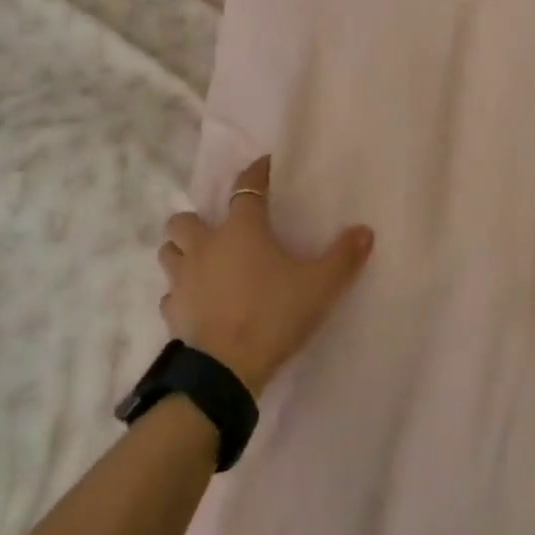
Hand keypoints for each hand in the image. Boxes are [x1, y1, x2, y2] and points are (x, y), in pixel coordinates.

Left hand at [159, 156, 375, 394]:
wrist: (227, 368)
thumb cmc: (274, 315)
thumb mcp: (320, 286)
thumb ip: (343, 257)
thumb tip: (364, 231)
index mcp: (241, 230)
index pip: (246, 188)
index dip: (256, 173)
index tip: (265, 166)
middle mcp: (205, 246)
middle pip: (185, 220)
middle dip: (196, 222)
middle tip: (218, 234)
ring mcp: (183, 279)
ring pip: (169, 252)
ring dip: (181, 252)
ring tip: (202, 264)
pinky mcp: (173, 311)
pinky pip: (171, 293)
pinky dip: (181, 293)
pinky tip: (197, 303)